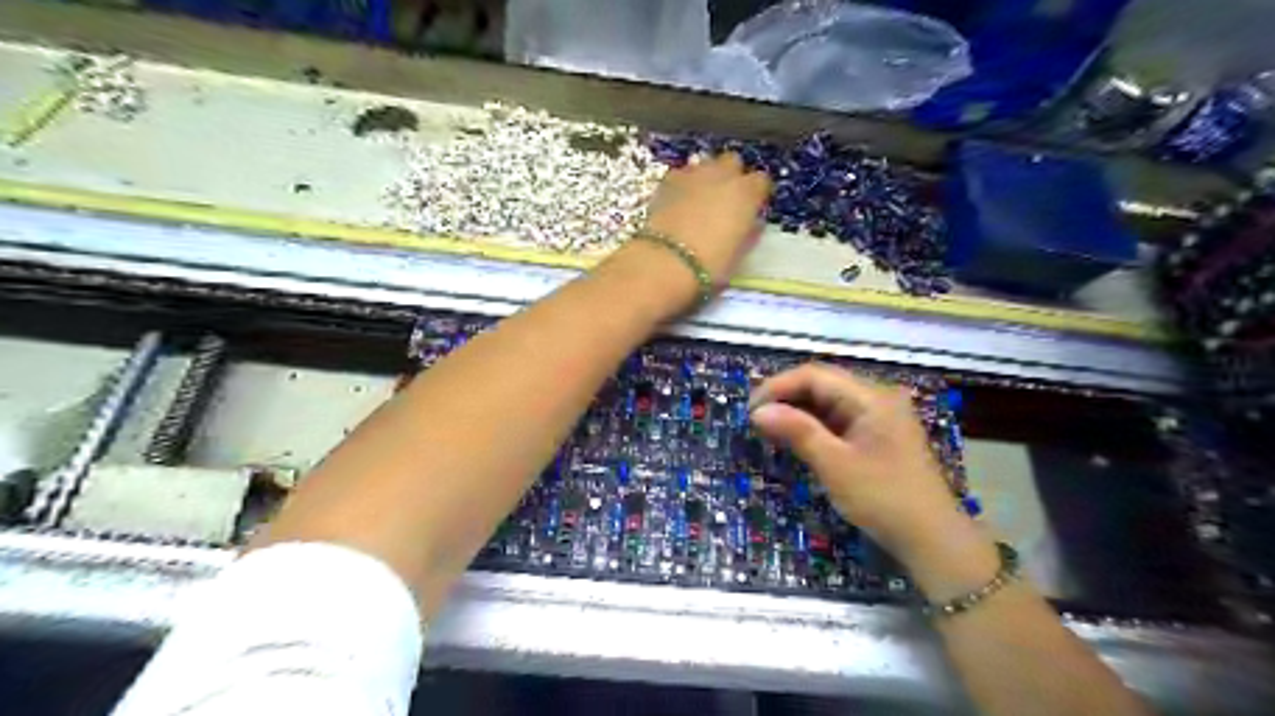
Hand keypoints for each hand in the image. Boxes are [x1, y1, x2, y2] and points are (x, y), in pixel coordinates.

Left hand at [643, 152, 771, 287]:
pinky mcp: (668, 179)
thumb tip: (750, 223)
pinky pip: (682, 174)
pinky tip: (679, 201)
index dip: (756, 194)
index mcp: (747, 193)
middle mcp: (723, 174)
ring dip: (707, 176)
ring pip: (706, 163)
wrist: (667, 260)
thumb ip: (748, 231)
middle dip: (731, 176)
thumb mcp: (740, 252)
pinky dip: (684, 183)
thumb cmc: (711, 263)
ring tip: (700, 198)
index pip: (761, 181)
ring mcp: (694, 173)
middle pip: (733, 162)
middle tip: (725, 199)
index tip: (751, 208)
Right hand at [749, 362, 994, 587]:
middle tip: (755, 419)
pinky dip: (814, 424)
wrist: (932, 540)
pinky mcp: (877, 433)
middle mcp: (877, 397)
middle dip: (785, 397)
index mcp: (872, 397)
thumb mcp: (835, 465)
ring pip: (828, 400)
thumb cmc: (883, 499)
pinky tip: (794, 436)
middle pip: (822, 383)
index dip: (778, 387)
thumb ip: (797, 431)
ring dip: (797, 411)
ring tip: (768, 428)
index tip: (750, 410)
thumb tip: (757, 412)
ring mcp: (879, 415)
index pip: (815, 375)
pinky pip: (838, 417)